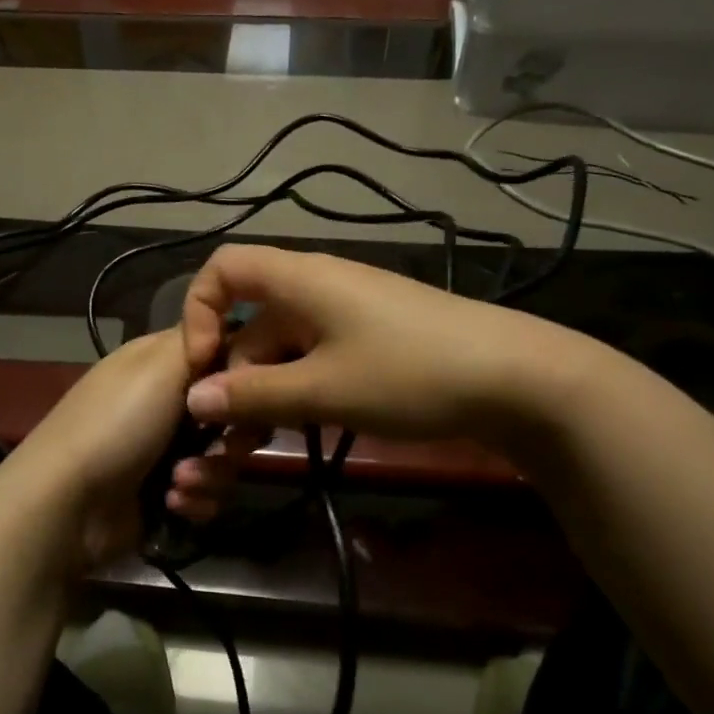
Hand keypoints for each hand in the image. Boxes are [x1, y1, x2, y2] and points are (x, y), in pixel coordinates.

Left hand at [7, 328, 238, 569]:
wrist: (68, 505)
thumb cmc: (116, 423)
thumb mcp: (159, 365)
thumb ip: (203, 340)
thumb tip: (232, 328)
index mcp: (159, 361)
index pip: (220, 350)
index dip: (242, 369)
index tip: (253, 387)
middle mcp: (165, 400)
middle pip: (231, 410)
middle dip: (234, 433)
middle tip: (228, 443)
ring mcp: (164, 449)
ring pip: (224, 456)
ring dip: (210, 473)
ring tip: (179, 482)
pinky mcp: (165, 493)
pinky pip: (207, 493)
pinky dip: (194, 500)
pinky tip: (171, 503)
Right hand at [179, 244, 595, 444]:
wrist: (517, 379)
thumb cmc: (409, 373)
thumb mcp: (323, 390)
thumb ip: (252, 395)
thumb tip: (195, 399)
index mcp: (299, 279)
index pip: (223, 269)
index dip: (198, 311)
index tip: (202, 366)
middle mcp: (317, 287)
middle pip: (250, 320)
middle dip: (233, 375)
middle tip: (231, 436)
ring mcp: (347, 314)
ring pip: (282, 346)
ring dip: (264, 392)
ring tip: (259, 445)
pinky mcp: (371, 339)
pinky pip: (315, 357)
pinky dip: (299, 390)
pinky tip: (303, 427)